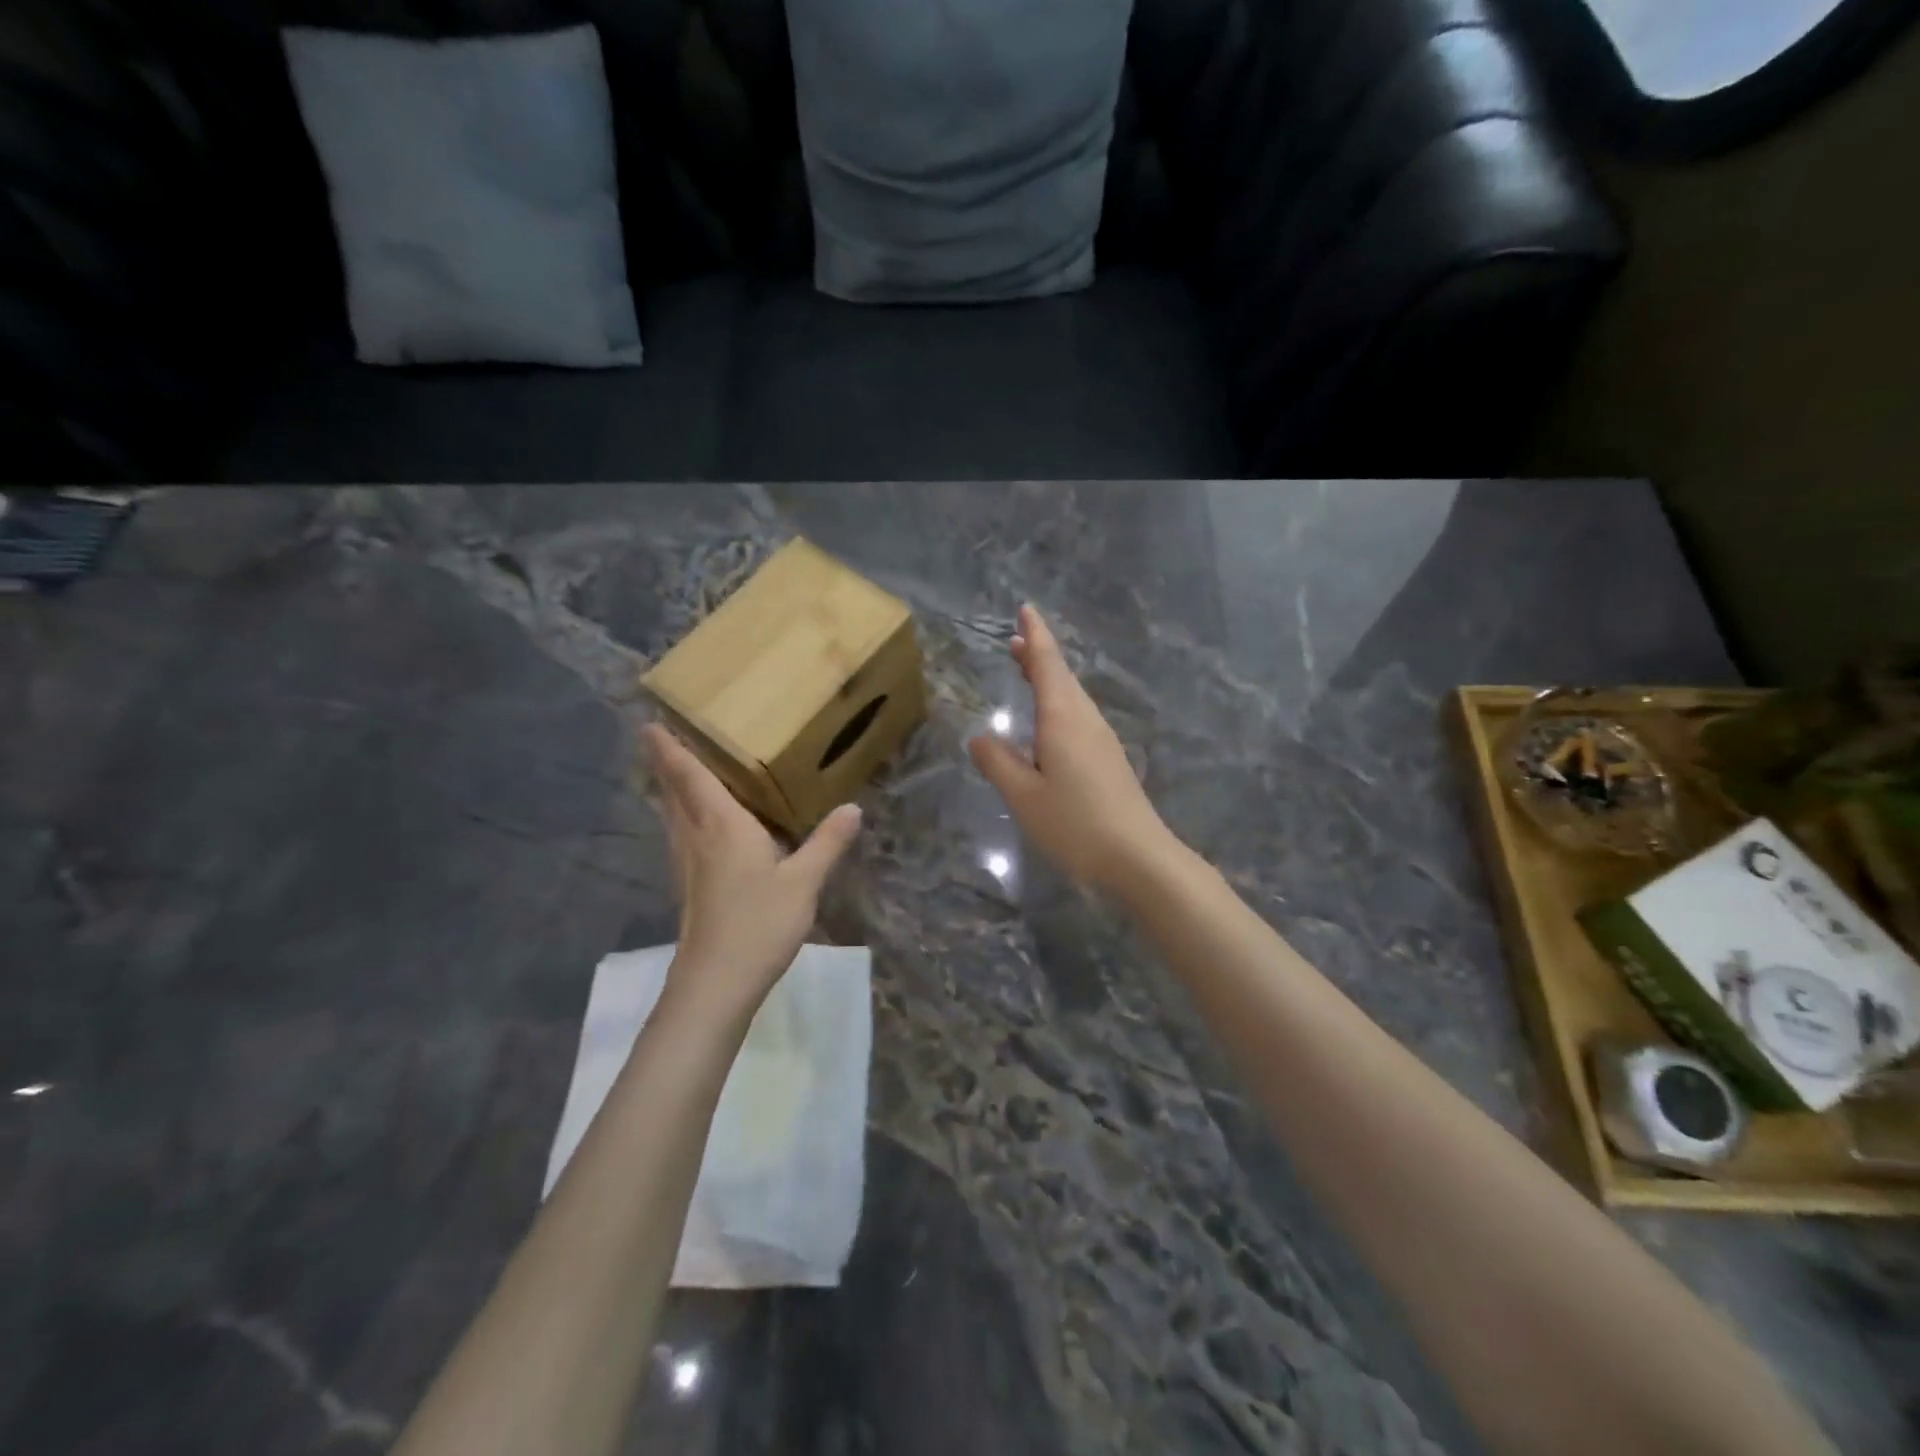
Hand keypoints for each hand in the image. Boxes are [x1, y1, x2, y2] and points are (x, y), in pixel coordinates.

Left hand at [646, 724, 861, 1017]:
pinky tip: (698, 827)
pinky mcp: (689, 887)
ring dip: (670, 790)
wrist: (716, 983)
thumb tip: (852, 808)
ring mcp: (688, 864)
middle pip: (674, 793)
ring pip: (673, 816)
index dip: (670, 750)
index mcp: (722, 825)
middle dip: (665, 764)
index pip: (691, 777)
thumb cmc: (758, 923)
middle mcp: (697, 838)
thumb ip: (827, 843)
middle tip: (659, 738)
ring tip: (676, 772)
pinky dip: (682, 816)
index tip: (650, 724)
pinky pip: (681, 836)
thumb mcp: (804, 882)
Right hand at [969, 604, 1176, 893]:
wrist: (1139, 858)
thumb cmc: (1076, 824)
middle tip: (1017, 639)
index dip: (1036, 636)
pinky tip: (1051, 721)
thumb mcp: (1024, 796)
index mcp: (1064, 720)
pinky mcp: (1109, 760)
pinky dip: (1059, 703)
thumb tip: (980, 737)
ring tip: (1028, 668)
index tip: (1026, 609)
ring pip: (1072, 697)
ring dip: (1050, 678)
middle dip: (1040, 654)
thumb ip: (998, 764)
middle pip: (1062, 677)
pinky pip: (1079, 716)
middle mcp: (1086, 721)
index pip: (1048, 665)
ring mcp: (1102, 740)